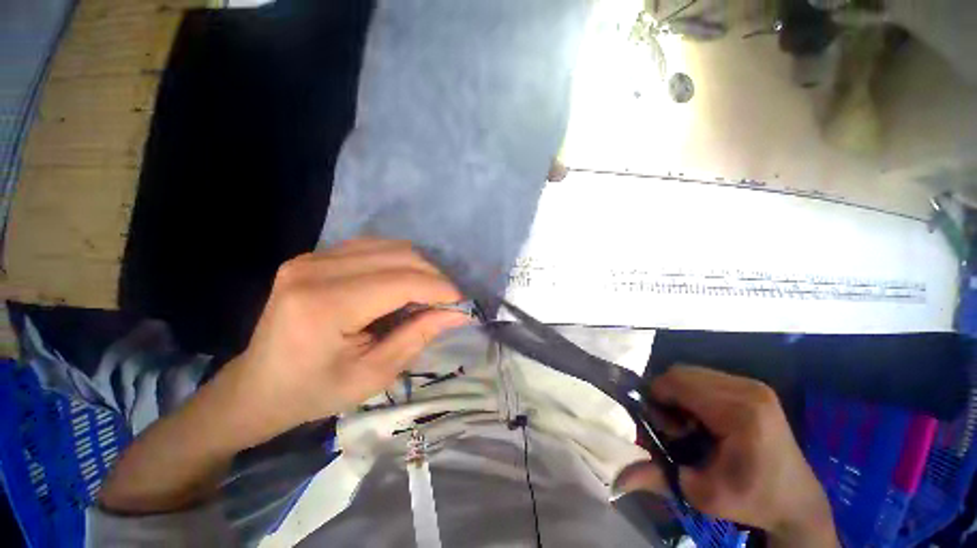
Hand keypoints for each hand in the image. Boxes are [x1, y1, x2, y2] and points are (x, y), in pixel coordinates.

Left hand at [100, 239, 468, 514]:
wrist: (258, 387)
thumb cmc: (315, 391)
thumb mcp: (374, 374)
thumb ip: (419, 336)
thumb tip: (458, 313)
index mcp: (325, 306)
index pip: (402, 281)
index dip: (440, 289)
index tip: (462, 304)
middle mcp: (315, 269)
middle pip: (399, 256)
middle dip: (433, 277)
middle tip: (446, 302)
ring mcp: (312, 257)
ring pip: (390, 246)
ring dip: (418, 268)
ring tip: (426, 294)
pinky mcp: (314, 256)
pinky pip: (373, 247)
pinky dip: (398, 262)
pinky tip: (400, 284)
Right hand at [618, 366, 837, 546]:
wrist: (796, 501)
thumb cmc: (751, 499)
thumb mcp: (702, 495)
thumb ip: (657, 477)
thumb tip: (617, 480)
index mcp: (739, 412)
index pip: (677, 382)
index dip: (656, 398)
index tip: (659, 426)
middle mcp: (747, 388)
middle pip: (682, 373)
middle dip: (666, 395)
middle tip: (673, 427)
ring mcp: (753, 384)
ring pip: (692, 373)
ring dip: (679, 393)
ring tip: (688, 424)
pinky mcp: (754, 387)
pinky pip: (706, 377)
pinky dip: (693, 393)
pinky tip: (703, 418)